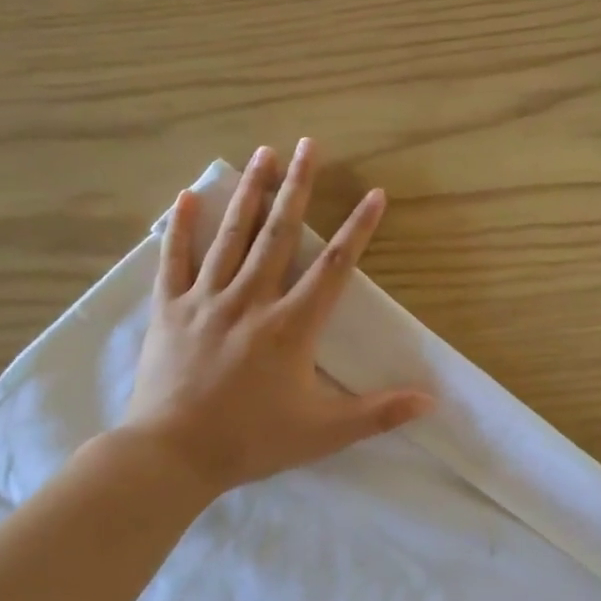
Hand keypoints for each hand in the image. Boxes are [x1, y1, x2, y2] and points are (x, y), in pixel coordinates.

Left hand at [120, 139, 433, 497]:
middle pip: (279, 233)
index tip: (374, 194)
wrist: (172, 455)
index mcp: (291, 326)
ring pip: (231, 236)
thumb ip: (379, 413)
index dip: (358, 229)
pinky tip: (189, 195)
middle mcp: (251, 299)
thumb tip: (431, 401)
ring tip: (263, 153)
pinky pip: (174, 260)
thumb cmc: (252, 441)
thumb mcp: (324, 432)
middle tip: (308, 145)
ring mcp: (206, 300)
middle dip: (297, 186)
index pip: (334, 267)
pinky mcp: (169, 309)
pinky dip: (181, 227)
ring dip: (250, 192)